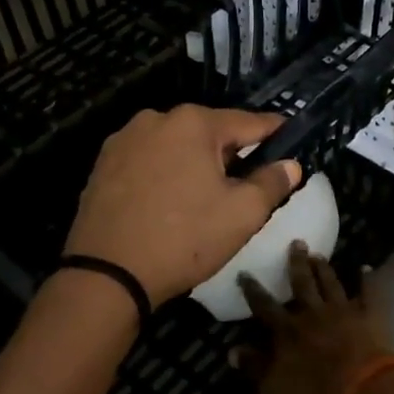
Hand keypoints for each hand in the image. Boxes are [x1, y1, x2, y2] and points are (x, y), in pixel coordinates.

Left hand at [63, 106, 301, 307]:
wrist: (107, 275)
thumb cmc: (184, 239)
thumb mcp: (242, 214)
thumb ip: (272, 183)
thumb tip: (290, 165)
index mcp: (193, 122)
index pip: (248, 122)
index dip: (273, 132)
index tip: (290, 138)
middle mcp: (156, 119)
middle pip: (209, 132)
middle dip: (230, 154)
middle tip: (245, 185)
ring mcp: (124, 140)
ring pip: (176, 146)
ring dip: (194, 164)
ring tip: (204, 199)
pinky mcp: (103, 164)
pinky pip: (148, 161)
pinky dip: (165, 174)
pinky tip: (168, 204)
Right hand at [239, 244, 393, 393]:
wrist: (360, 390)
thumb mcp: (272, 389)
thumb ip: (254, 367)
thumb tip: (232, 350)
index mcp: (287, 330)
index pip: (265, 306)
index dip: (253, 290)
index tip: (245, 272)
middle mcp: (313, 313)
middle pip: (302, 283)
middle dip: (297, 263)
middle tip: (296, 242)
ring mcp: (342, 312)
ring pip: (331, 284)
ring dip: (324, 269)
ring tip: (318, 254)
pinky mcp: (367, 317)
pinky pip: (367, 294)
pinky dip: (366, 280)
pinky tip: (365, 267)